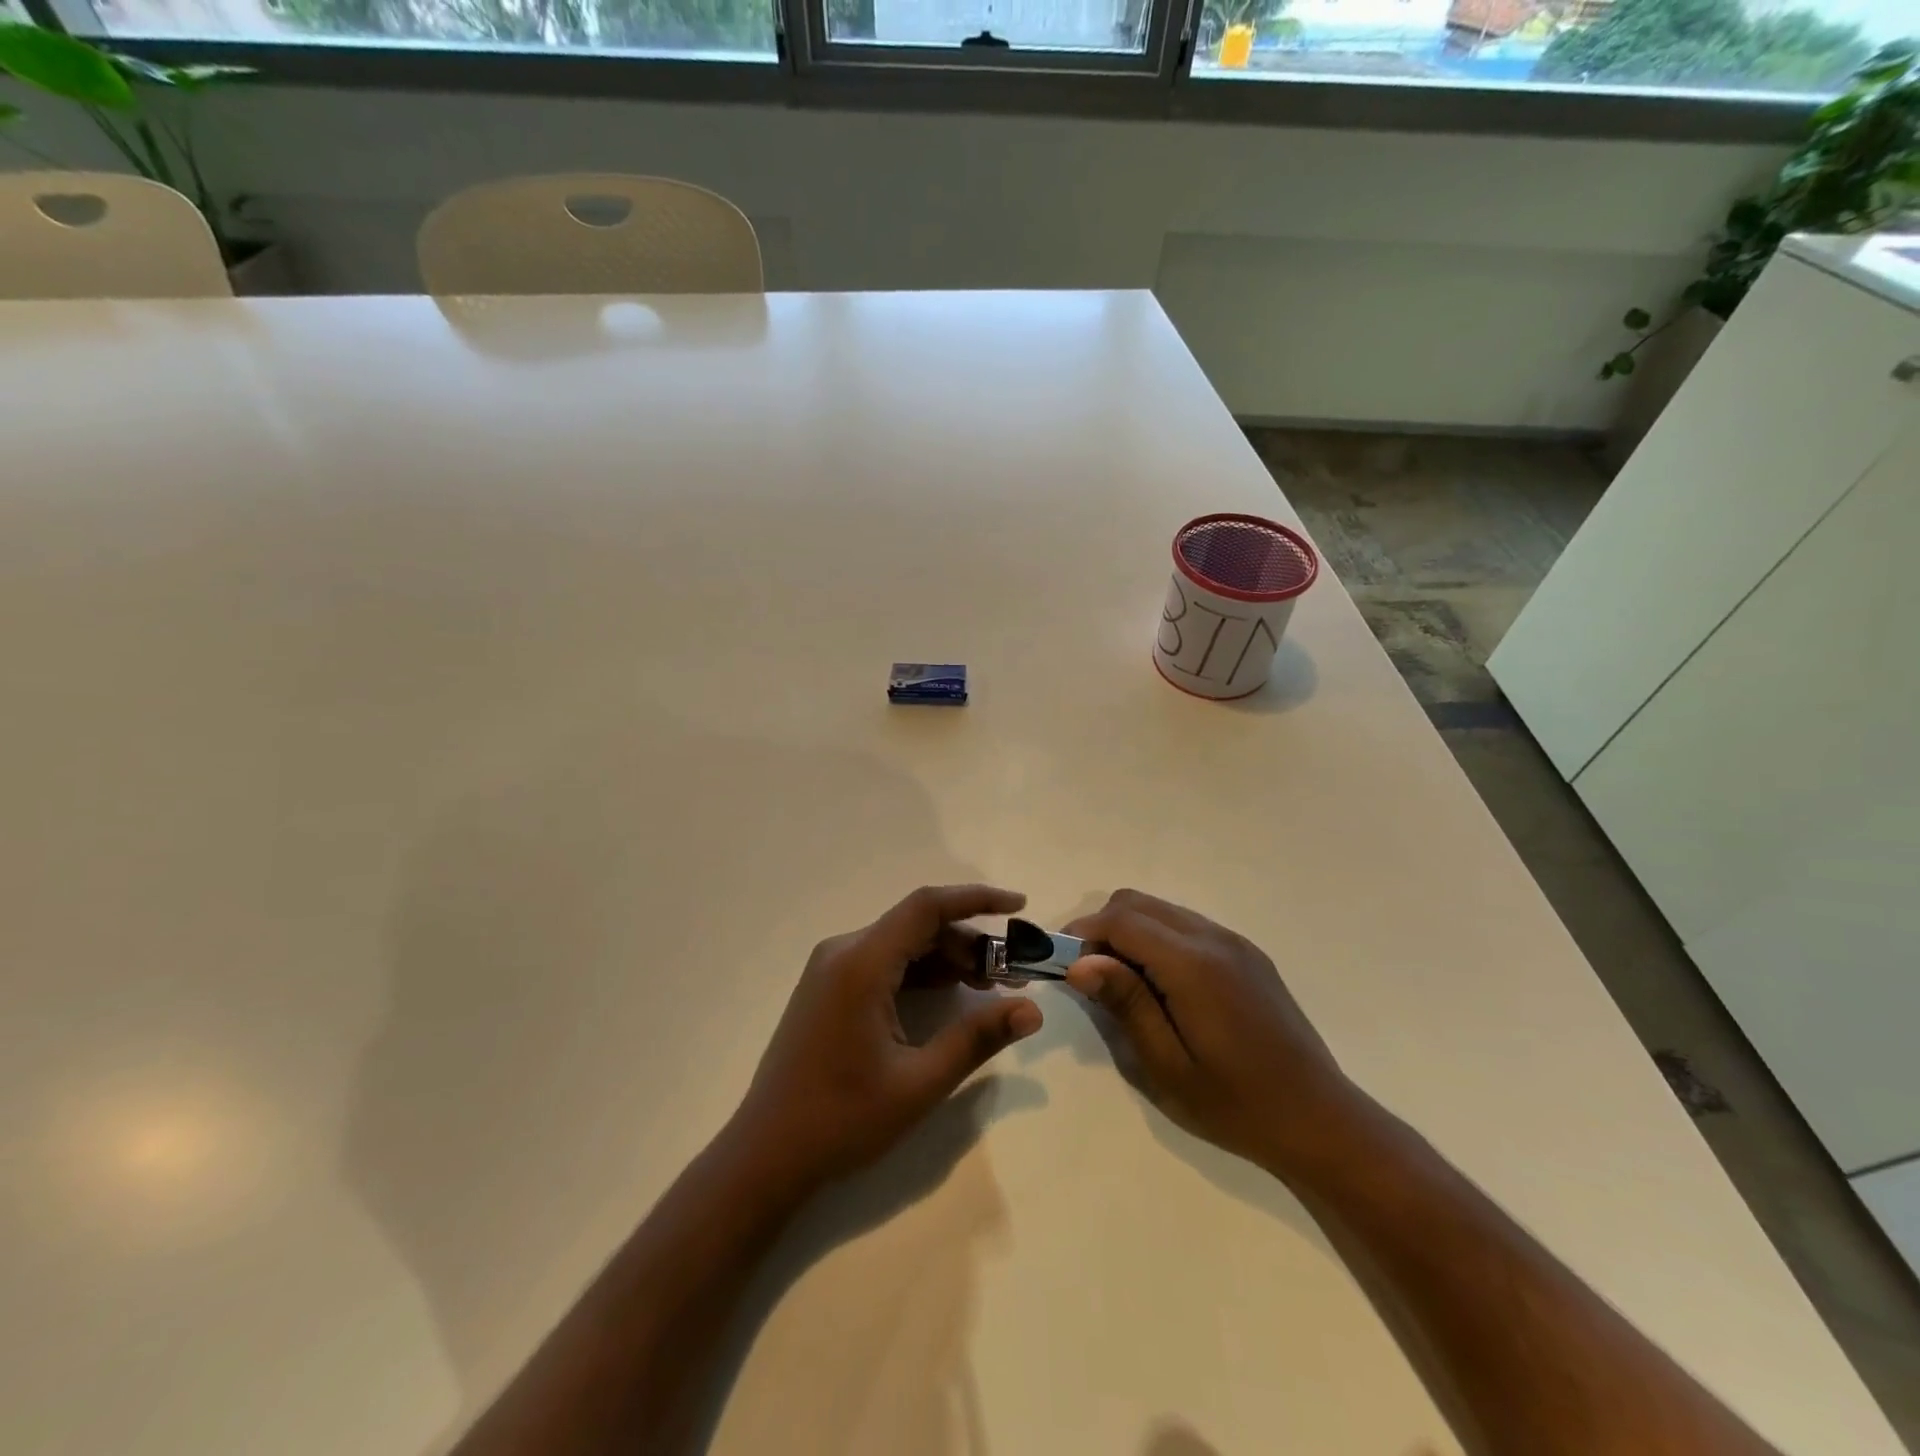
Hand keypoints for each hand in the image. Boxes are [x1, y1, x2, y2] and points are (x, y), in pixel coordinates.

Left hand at [727, 885, 1043, 1194]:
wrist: (766, 1154)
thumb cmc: (842, 1119)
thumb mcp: (919, 1082)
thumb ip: (977, 1038)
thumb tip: (1032, 1010)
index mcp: (861, 963)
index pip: (927, 907)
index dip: (977, 899)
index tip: (1020, 907)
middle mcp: (844, 951)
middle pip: (918, 926)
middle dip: (970, 942)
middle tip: (1013, 974)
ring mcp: (832, 969)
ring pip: (903, 944)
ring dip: (948, 959)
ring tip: (991, 986)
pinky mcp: (830, 988)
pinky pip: (884, 963)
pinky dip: (922, 973)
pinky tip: (951, 996)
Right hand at [1064, 889, 1360, 1173]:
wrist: (1320, 1120)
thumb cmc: (1237, 1103)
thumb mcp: (1168, 1065)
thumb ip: (1126, 1004)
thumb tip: (1080, 963)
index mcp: (1194, 965)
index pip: (1122, 920)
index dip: (1083, 933)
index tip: (1062, 963)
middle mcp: (1214, 938)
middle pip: (1138, 903)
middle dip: (1103, 928)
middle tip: (1090, 976)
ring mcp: (1235, 943)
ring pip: (1163, 910)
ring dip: (1131, 931)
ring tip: (1123, 982)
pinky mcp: (1247, 954)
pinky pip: (1188, 926)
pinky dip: (1160, 939)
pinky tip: (1162, 985)